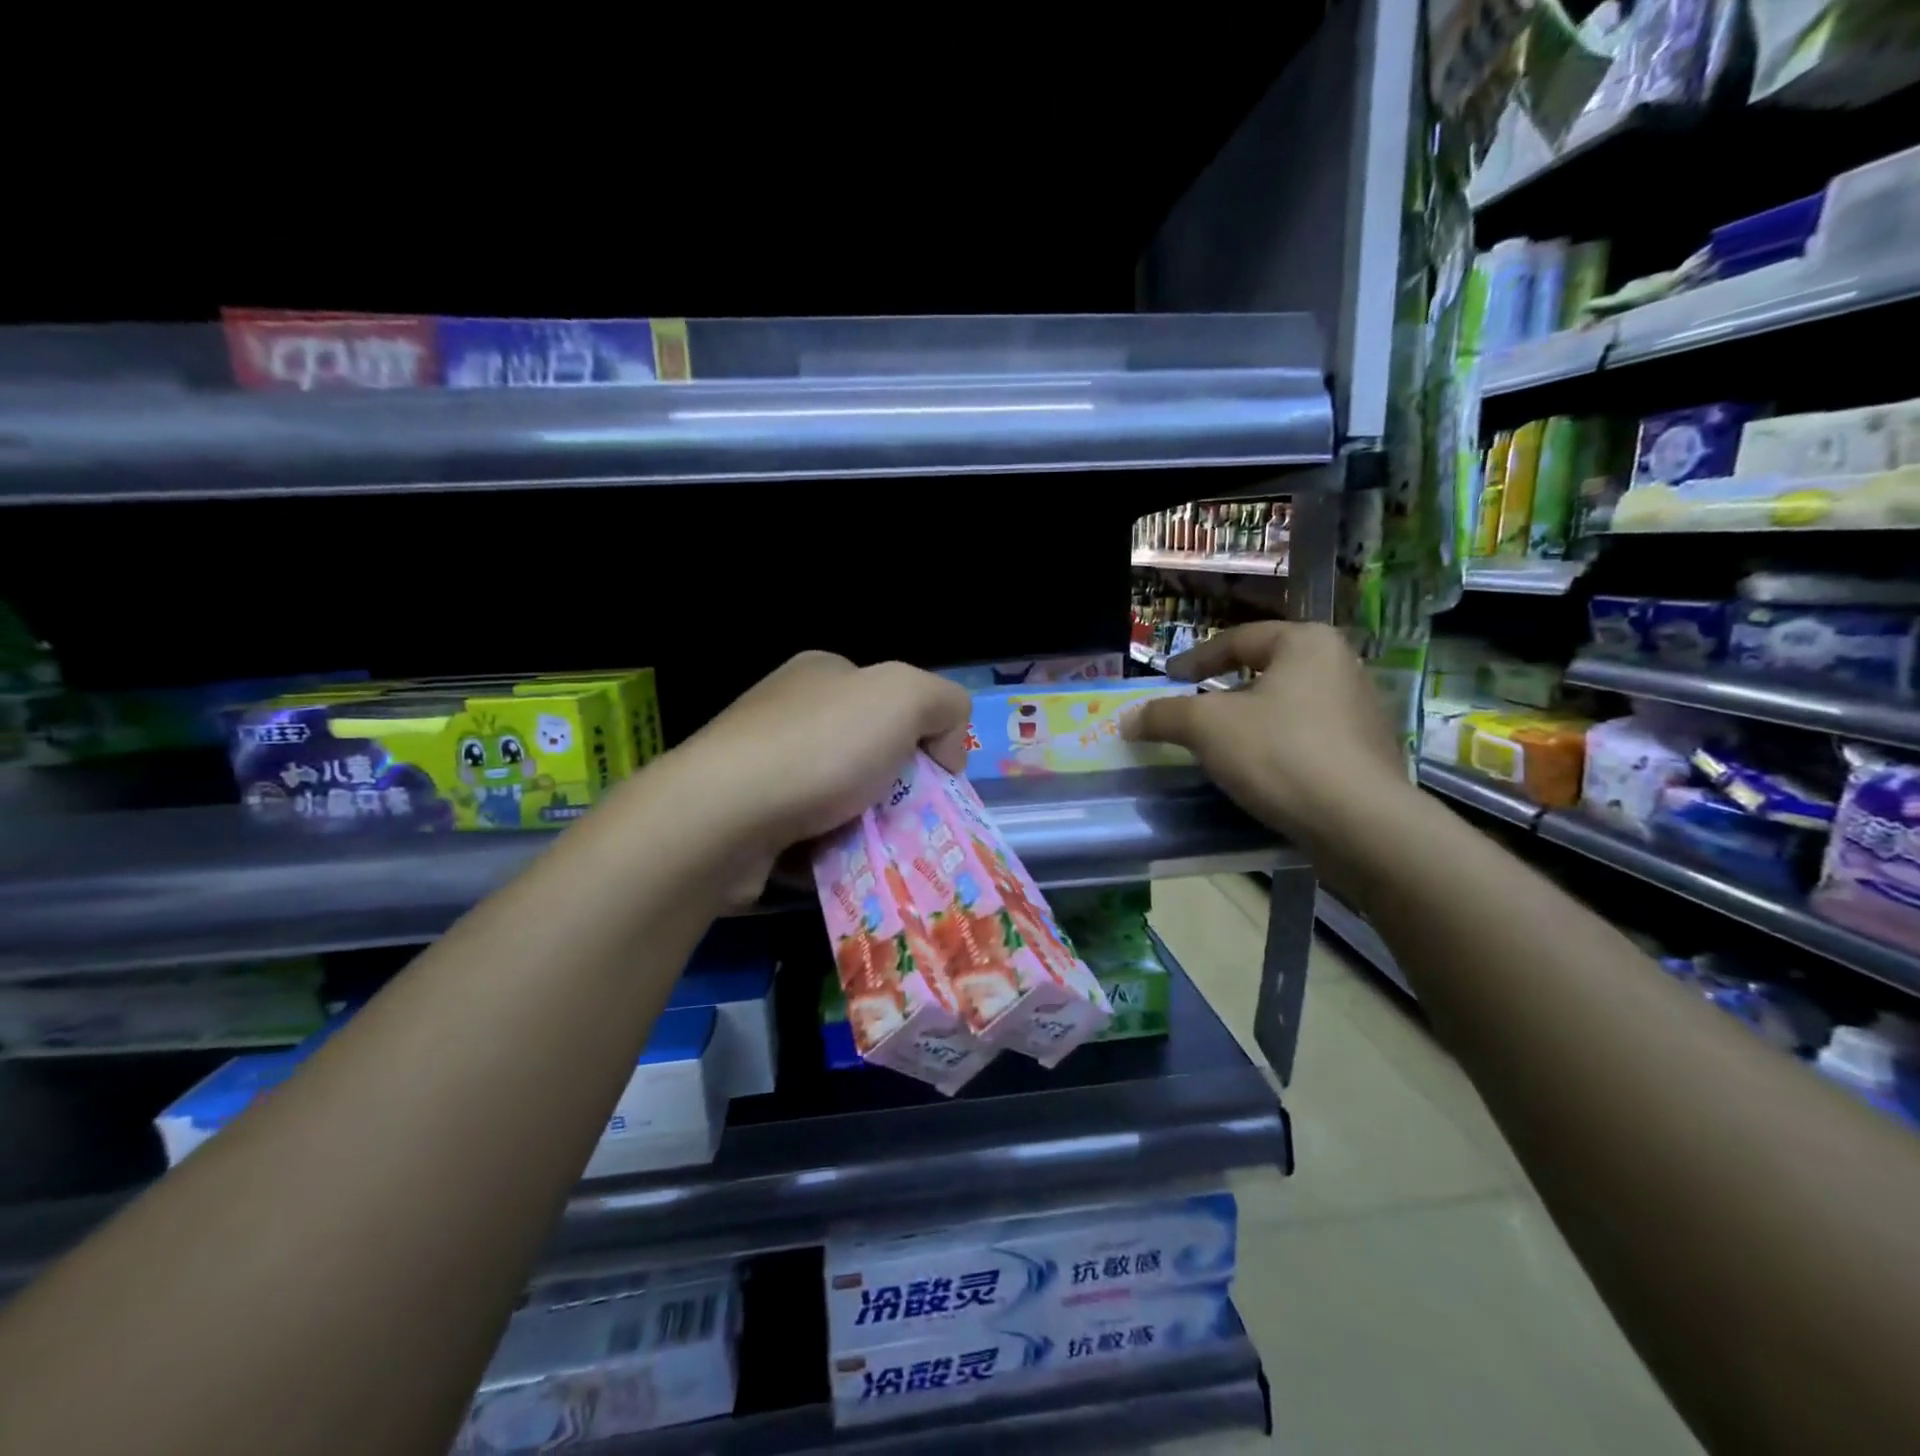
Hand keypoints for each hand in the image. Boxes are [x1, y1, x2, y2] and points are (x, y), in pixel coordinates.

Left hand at [675, 652, 972, 861]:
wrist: (724, 816)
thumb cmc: (821, 748)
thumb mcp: (904, 695)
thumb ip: (944, 702)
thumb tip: (945, 748)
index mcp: (824, 673)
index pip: (894, 700)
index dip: (924, 736)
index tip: (936, 777)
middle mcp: (790, 712)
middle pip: (870, 751)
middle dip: (896, 787)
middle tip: (912, 820)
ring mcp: (762, 764)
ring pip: (841, 797)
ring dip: (866, 824)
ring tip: (879, 850)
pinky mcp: (747, 815)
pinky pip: (809, 832)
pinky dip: (830, 850)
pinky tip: (838, 863)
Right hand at [1123, 622, 1410, 851]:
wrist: (1360, 823)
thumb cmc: (1280, 753)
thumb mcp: (1206, 727)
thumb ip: (1163, 715)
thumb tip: (1128, 720)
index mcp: (1307, 643)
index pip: (1239, 639)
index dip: (1196, 658)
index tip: (1170, 678)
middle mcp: (1342, 666)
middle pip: (1267, 671)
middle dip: (1227, 690)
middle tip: (1195, 709)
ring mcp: (1363, 712)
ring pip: (1290, 707)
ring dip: (1254, 722)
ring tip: (1224, 745)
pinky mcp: (1370, 754)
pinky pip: (1310, 740)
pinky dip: (1280, 749)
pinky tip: (1261, 773)